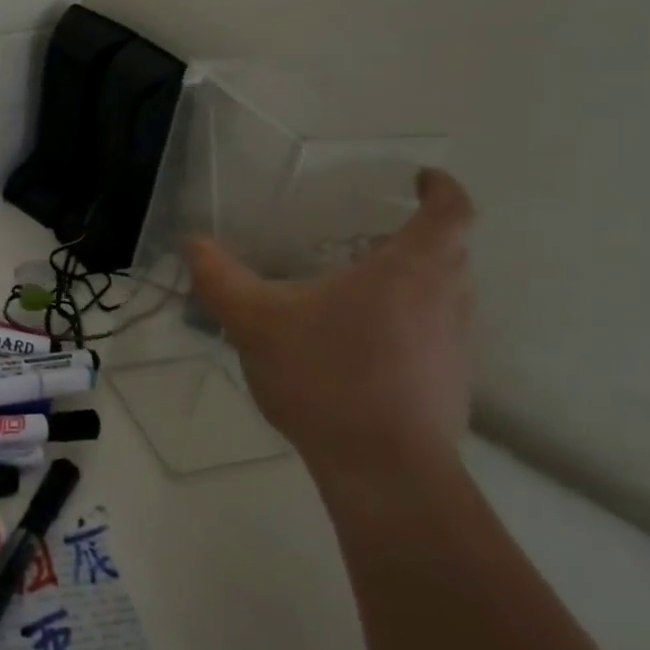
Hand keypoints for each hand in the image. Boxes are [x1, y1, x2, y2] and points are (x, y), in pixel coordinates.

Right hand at [186, 168, 474, 491]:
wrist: (383, 469)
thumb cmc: (327, 377)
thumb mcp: (257, 322)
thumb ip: (221, 279)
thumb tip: (193, 243)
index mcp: (410, 269)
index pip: (451, 211)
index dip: (441, 188)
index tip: (421, 179)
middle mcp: (448, 300)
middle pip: (452, 253)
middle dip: (421, 237)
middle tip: (373, 237)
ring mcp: (456, 347)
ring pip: (446, 297)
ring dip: (416, 284)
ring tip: (363, 291)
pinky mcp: (451, 386)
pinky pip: (435, 337)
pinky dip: (409, 327)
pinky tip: (362, 350)